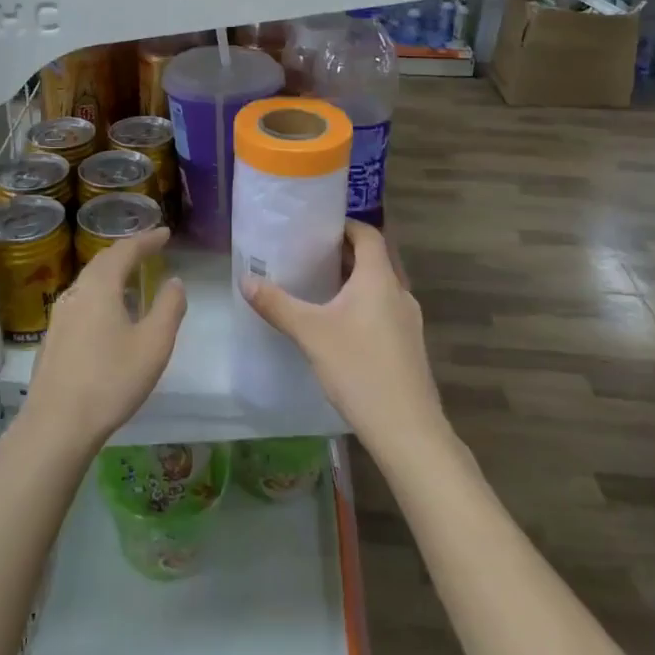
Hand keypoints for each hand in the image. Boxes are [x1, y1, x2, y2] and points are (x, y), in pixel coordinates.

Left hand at [23, 226, 184, 455]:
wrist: (56, 424)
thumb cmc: (111, 380)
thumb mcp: (153, 344)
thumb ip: (169, 308)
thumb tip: (175, 281)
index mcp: (100, 287)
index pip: (125, 250)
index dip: (147, 240)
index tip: (165, 233)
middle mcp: (75, 293)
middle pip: (102, 261)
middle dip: (127, 251)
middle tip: (149, 247)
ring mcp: (59, 316)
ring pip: (89, 282)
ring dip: (112, 272)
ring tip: (132, 276)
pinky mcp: (53, 339)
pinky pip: (81, 301)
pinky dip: (100, 293)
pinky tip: (108, 313)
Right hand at [243, 220, 445, 458]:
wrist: (407, 428)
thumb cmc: (359, 368)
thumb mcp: (310, 333)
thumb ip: (277, 304)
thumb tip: (245, 280)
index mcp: (379, 279)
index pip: (368, 234)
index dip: (346, 226)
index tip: (318, 227)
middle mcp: (399, 293)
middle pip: (374, 260)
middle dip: (344, 254)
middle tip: (310, 255)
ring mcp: (408, 321)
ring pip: (380, 287)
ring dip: (354, 281)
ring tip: (320, 287)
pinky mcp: (408, 346)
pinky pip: (384, 310)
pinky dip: (363, 305)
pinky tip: (340, 326)